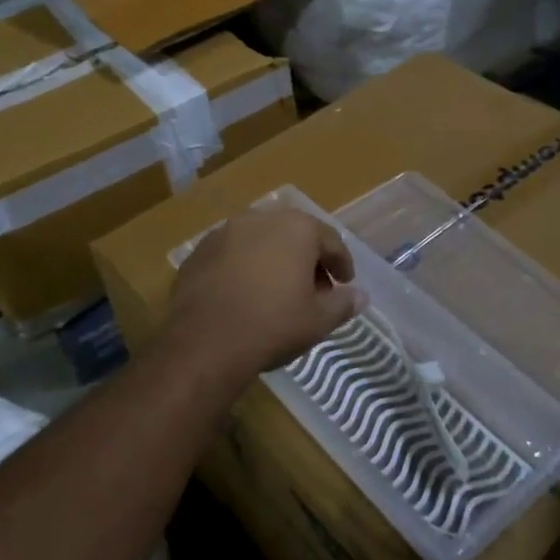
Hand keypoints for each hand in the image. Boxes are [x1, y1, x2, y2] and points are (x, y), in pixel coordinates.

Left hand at [160, 205, 367, 388]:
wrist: (204, 340)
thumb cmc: (272, 325)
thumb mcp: (318, 320)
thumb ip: (343, 304)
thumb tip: (360, 296)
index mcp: (296, 228)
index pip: (330, 241)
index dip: (341, 264)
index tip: (345, 284)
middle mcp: (260, 219)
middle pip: (294, 235)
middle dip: (307, 259)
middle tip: (314, 289)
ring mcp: (225, 231)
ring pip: (260, 241)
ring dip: (274, 260)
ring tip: (277, 291)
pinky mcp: (199, 250)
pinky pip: (232, 254)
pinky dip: (244, 267)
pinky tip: (244, 293)